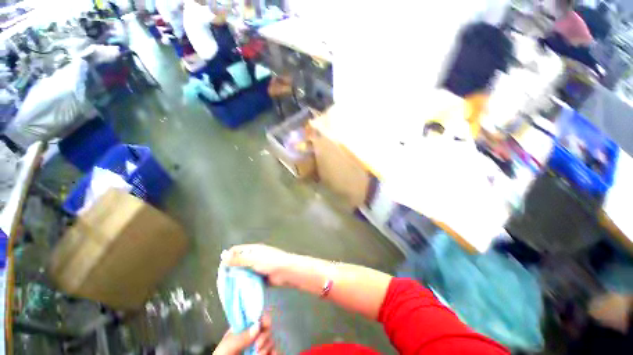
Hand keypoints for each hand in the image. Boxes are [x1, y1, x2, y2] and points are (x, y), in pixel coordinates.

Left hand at [214, 314, 277, 354]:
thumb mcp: (226, 348)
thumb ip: (239, 337)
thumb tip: (257, 326)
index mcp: (242, 329)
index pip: (256, 316)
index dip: (262, 318)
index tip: (264, 324)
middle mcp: (252, 336)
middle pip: (266, 328)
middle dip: (264, 336)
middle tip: (257, 347)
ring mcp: (259, 347)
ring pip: (271, 340)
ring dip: (268, 347)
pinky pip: (275, 351)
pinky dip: (276, 352)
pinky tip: (273, 354)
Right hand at [221, 244, 293, 286]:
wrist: (285, 272)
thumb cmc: (270, 262)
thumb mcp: (253, 259)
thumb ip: (239, 258)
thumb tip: (223, 256)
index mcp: (253, 249)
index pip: (237, 250)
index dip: (228, 256)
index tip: (222, 267)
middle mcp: (254, 257)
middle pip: (239, 261)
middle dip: (231, 269)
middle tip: (223, 280)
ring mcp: (257, 267)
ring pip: (243, 272)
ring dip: (237, 277)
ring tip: (228, 287)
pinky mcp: (260, 277)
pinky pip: (249, 279)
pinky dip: (243, 284)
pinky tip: (237, 291)